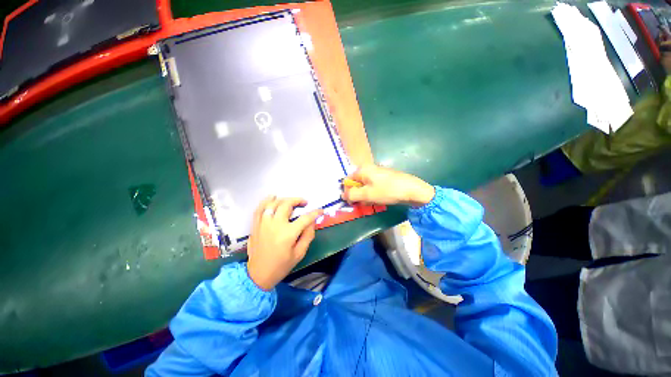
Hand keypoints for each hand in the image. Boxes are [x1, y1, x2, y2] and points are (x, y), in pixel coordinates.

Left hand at [247, 197, 322, 290]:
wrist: (258, 275)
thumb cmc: (281, 266)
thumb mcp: (299, 254)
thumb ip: (308, 235)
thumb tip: (312, 222)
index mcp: (288, 234)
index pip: (305, 218)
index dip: (315, 213)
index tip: (321, 211)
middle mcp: (275, 225)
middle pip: (287, 204)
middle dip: (298, 200)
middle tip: (304, 203)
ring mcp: (263, 223)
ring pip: (273, 203)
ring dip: (284, 199)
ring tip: (291, 201)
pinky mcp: (256, 225)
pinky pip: (259, 208)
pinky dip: (266, 201)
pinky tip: (273, 197)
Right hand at [342, 164, 434, 206]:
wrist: (412, 190)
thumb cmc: (387, 191)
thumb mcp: (367, 195)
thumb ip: (352, 195)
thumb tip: (342, 195)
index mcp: (362, 169)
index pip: (347, 181)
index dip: (348, 192)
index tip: (353, 202)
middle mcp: (368, 168)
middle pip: (356, 183)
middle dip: (358, 194)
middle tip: (365, 202)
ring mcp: (377, 172)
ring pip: (364, 186)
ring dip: (366, 195)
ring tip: (373, 201)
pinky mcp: (383, 177)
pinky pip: (373, 186)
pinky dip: (373, 193)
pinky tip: (379, 198)